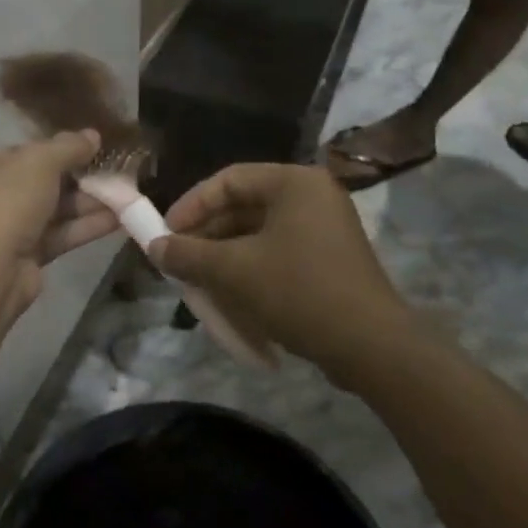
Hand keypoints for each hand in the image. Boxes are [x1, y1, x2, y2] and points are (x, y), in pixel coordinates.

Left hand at [0, 134, 119, 316]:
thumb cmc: (4, 199)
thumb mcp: (39, 161)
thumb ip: (68, 146)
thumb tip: (93, 135)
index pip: (17, 153)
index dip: (53, 149)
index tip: (85, 148)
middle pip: (36, 183)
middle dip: (77, 178)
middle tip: (113, 171)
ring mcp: (1, 231)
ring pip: (50, 211)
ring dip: (86, 203)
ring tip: (125, 194)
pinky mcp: (22, 259)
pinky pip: (57, 236)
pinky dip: (84, 227)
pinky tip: (118, 219)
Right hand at [149, 164, 406, 376]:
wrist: (373, 348)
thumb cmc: (299, 291)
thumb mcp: (234, 271)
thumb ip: (189, 254)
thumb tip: (154, 248)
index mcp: (294, 183)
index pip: (229, 179)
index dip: (192, 204)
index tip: (166, 232)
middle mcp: (312, 197)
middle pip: (244, 206)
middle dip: (207, 234)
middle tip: (179, 259)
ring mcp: (325, 229)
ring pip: (259, 233)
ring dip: (225, 255)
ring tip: (198, 281)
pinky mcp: (330, 260)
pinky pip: (278, 253)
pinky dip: (250, 268)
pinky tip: (230, 295)